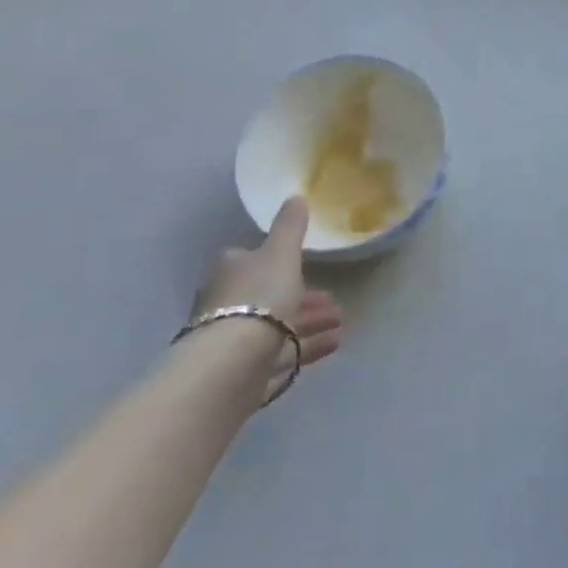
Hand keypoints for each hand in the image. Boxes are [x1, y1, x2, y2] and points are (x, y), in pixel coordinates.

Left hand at [195, 198, 343, 383]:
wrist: (232, 362)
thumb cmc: (258, 297)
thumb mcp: (281, 253)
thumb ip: (290, 226)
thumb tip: (295, 196)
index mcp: (232, 269)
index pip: (257, 260)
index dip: (286, 263)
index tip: (312, 268)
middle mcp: (226, 302)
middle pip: (270, 295)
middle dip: (303, 298)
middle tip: (334, 302)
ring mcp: (233, 339)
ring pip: (277, 326)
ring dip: (310, 323)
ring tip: (340, 324)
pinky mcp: (243, 370)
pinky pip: (280, 353)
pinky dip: (305, 347)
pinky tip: (333, 345)